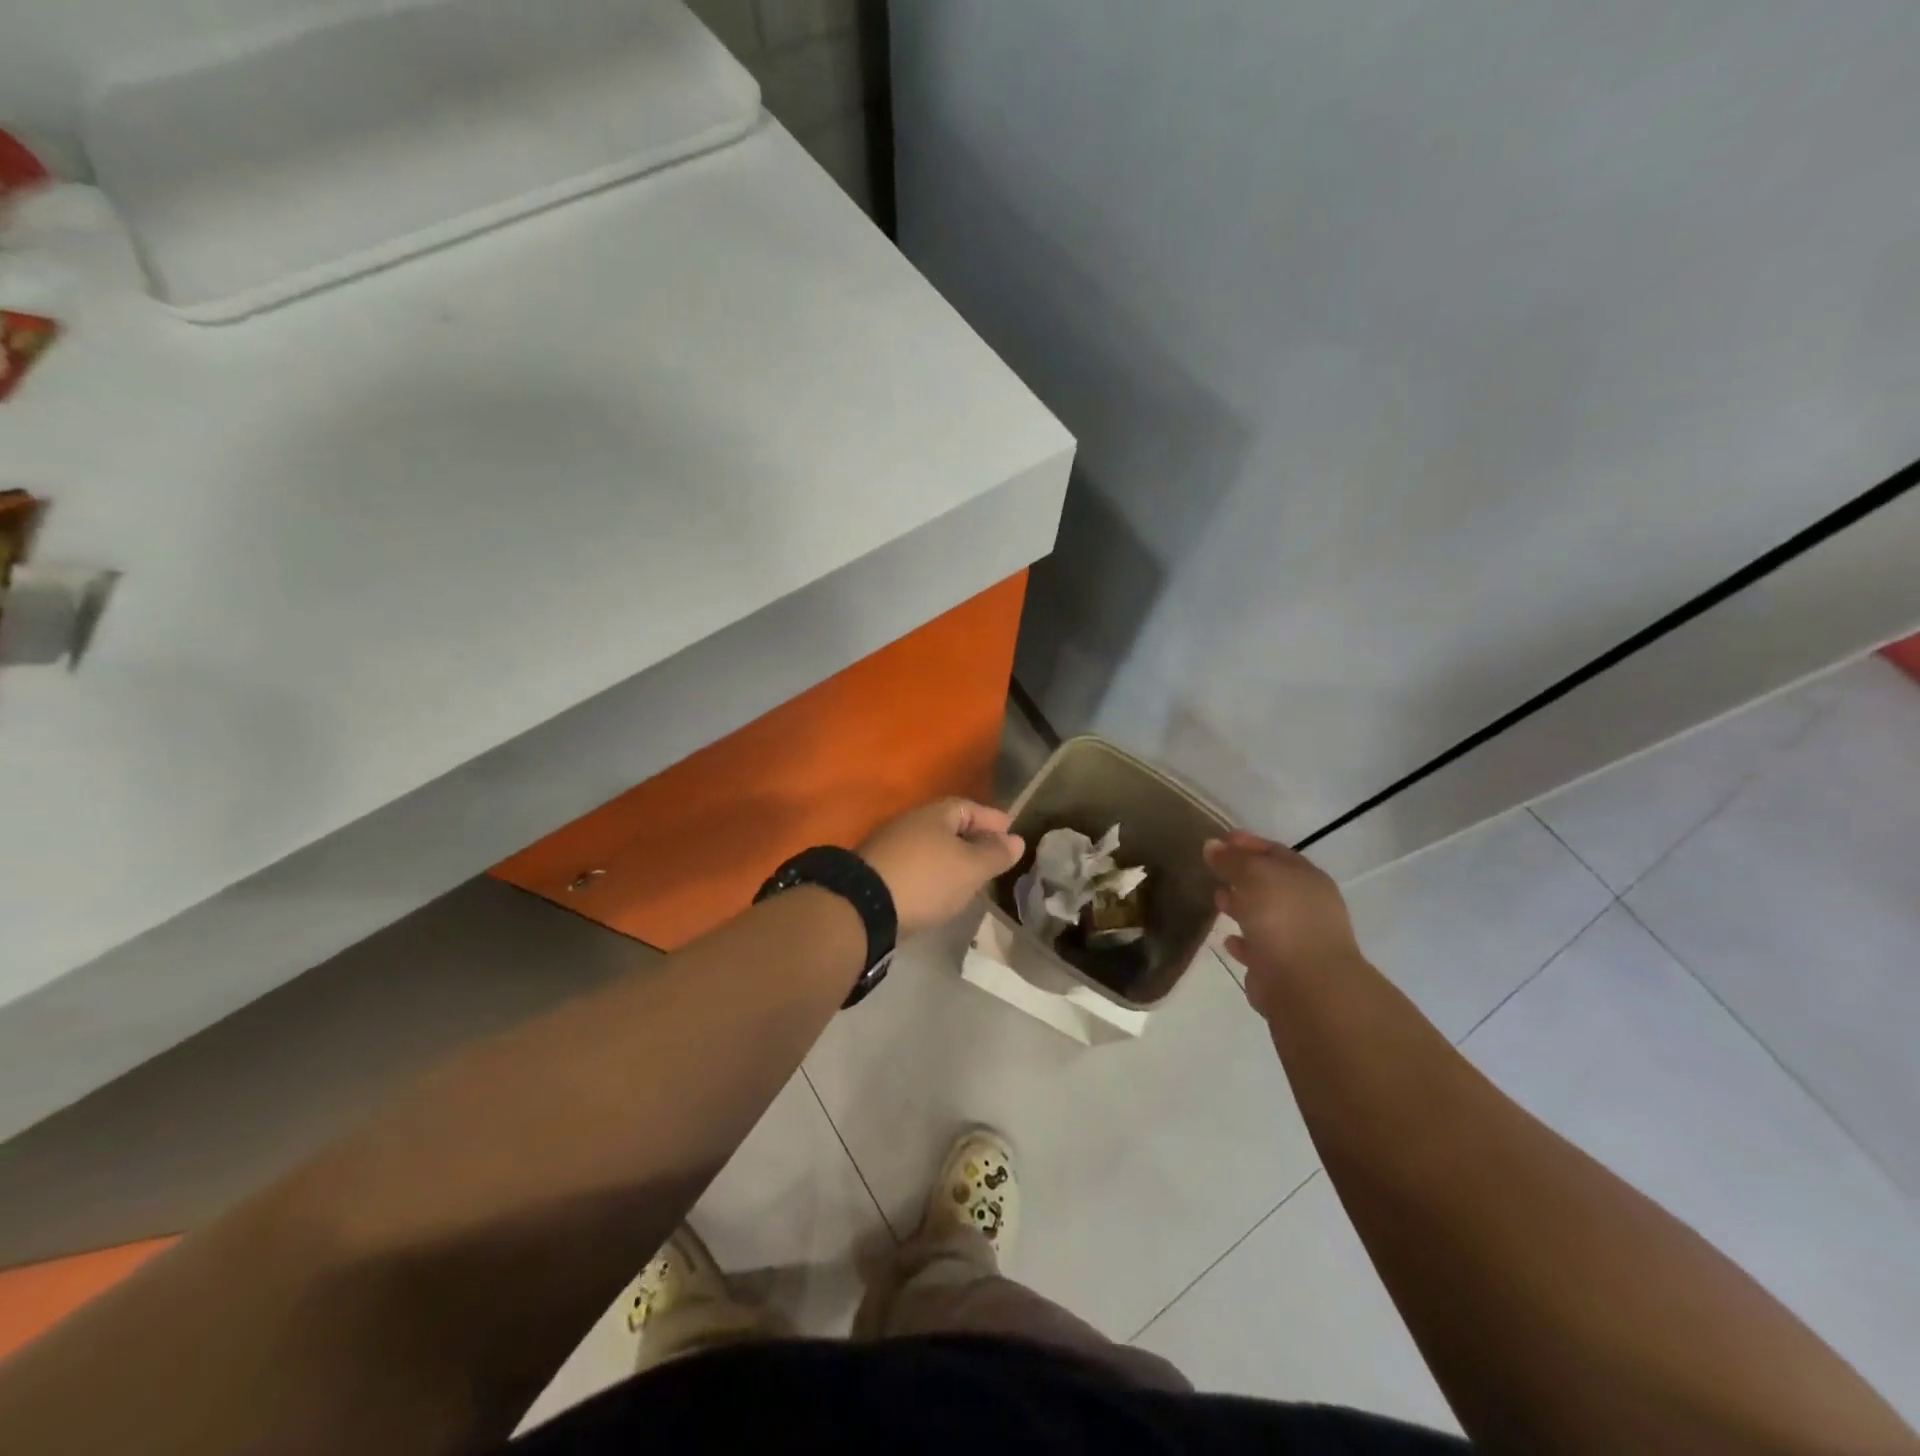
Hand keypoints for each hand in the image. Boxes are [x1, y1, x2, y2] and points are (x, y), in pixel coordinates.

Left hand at [858, 798, 1025, 937]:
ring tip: (971, 876)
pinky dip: (933, 873)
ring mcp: (891, 845)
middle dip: (972, 838)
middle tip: (994, 855)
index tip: (1011, 830)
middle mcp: (911, 822)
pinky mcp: (879, 871)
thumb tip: (1016, 839)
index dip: (992, 818)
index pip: (970, 807)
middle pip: (948, 826)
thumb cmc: (927, 878)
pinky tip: (941, 891)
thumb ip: (995, 853)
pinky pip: (916, 865)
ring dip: (952, 857)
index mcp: (935, 813)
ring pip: (931, 846)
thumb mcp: (971, 868)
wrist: (864, 906)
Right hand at [1204, 830, 1364, 1013]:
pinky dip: (1242, 941)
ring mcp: (1295, 938)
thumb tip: (1212, 845)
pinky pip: (1257, 947)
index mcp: (1306, 878)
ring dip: (1240, 906)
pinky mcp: (1281, 968)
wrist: (1305, 985)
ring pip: (1263, 914)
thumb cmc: (1283, 918)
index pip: (1275, 852)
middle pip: (1270, 882)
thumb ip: (1232, 860)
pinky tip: (1227, 939)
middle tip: (1212, 868)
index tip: (1220, 839)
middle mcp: (1305, 906)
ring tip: (1216, 898)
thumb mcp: (1254, 876)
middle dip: (1242, 874)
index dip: (1247, 843)